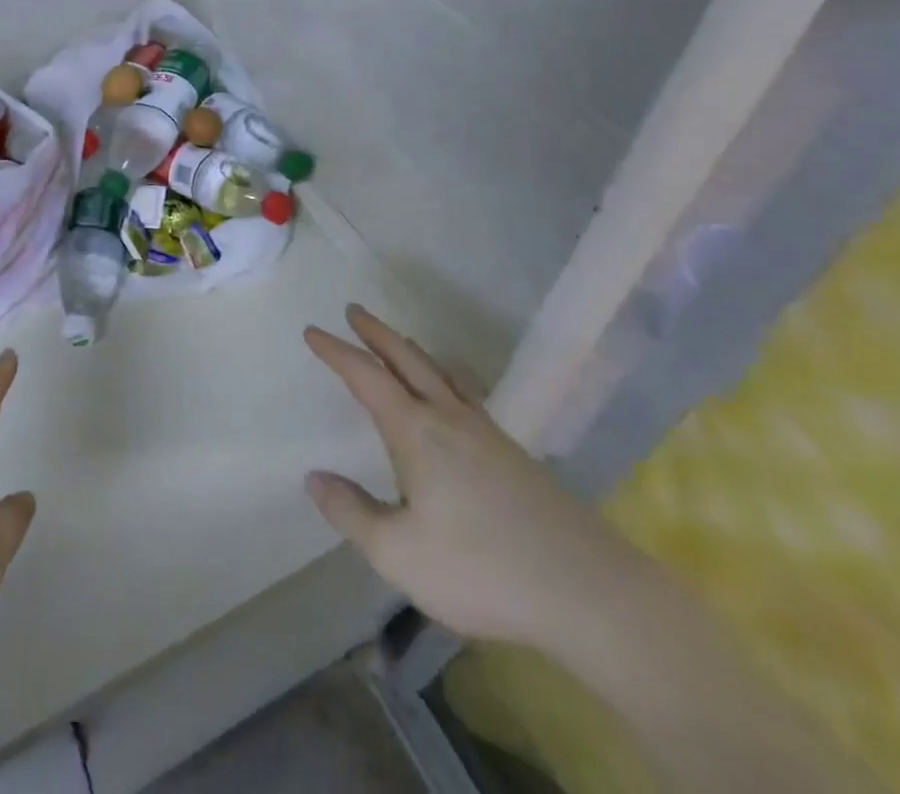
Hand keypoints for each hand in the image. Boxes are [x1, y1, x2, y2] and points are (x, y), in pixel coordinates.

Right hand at [304, 304, 646, 653]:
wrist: (587, 590)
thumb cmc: (481, 568)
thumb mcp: (398, 553)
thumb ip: (351, 513)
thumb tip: (314, 477)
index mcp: (416, 432)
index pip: (366, 377)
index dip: (336, 351)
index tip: (312, 331)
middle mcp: (449, 418)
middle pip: (406, 359)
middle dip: (376, 333)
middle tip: (354, 309)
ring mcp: (486, 433)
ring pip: (440, 373)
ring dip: (411, 350)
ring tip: (398, 341)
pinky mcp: (513, 453)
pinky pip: (466, 394)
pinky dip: (445, 376)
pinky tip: (453, 394)